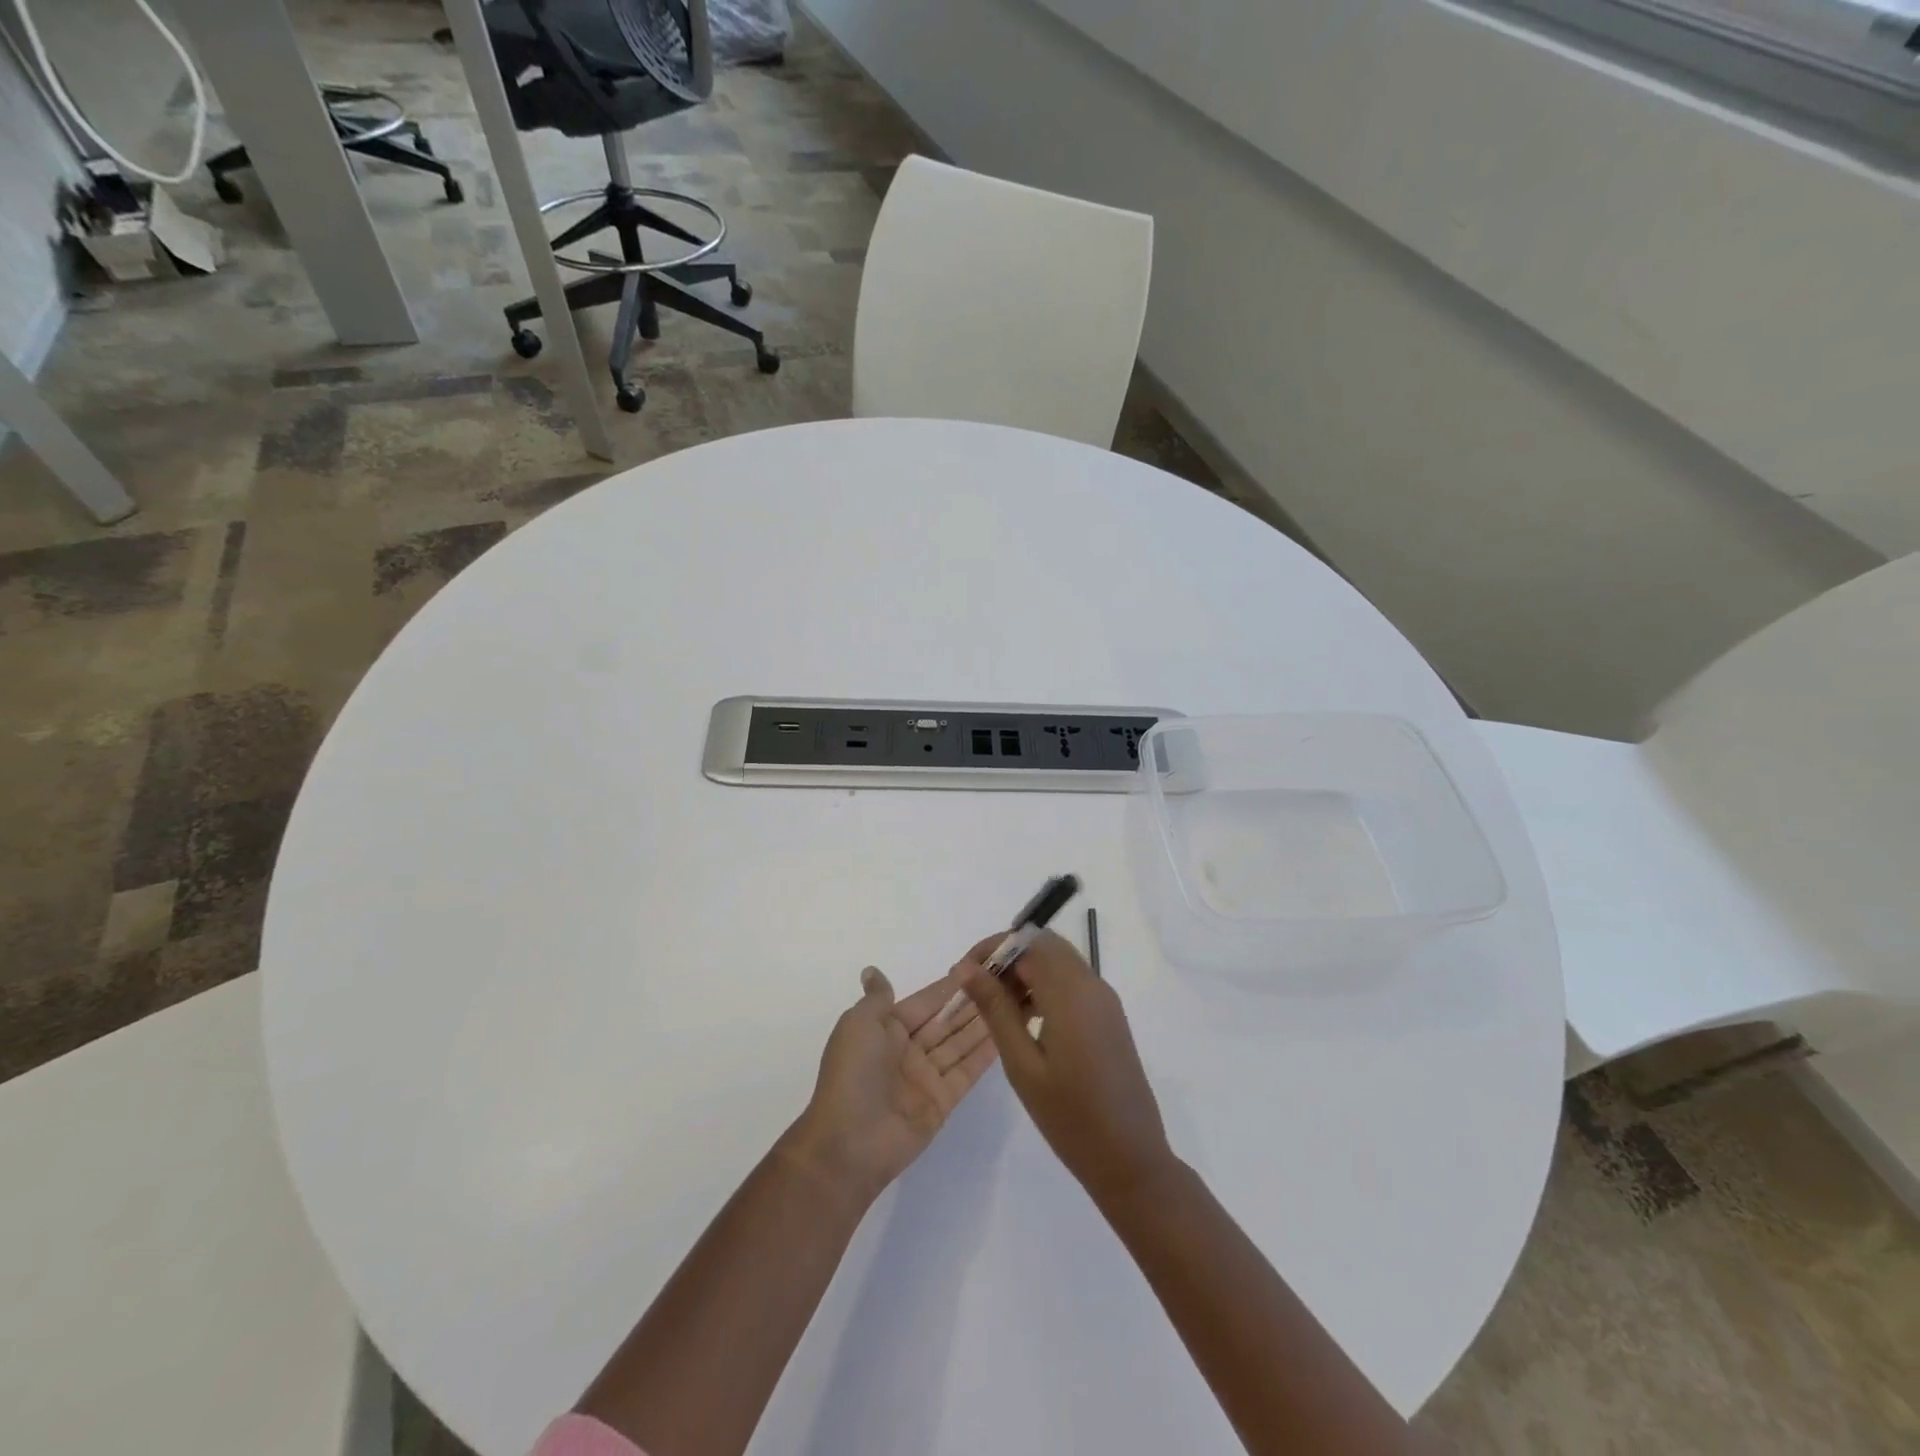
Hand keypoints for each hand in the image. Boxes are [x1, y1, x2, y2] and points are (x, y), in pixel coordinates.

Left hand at [785, 966, 999, 1204]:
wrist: (848, 1143)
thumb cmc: (853, 1073)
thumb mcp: (858, 1024)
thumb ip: (877, 998)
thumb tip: (873, 971)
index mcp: (886, 1029)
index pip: (926, 1001)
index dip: (950, 985)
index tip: (980, 965)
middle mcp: (908, 1050)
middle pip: (946, 1021)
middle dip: (972, 1001)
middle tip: (1006, 981)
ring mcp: (926, 1077)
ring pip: (960, 1043)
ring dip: (984, 1022)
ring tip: (1014, 1000)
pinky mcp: (943, 1101)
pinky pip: (967, 1070)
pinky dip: (986, 1053)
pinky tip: (1008, 1032)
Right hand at [959, 929, 1175, 1204]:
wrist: (1131, 1159)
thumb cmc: (1069, 1116)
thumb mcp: (1022, 1064)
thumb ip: (995, 1009)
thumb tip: (967, 968)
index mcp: (1071, 992)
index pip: (1026, 942)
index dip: (991, 949)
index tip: (964, 974)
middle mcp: (1092, 984)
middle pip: (1044, 945)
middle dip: (1007, 957)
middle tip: (978, 989)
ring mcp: (1105, 1000)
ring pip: (1059, 962)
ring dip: (1026, 972)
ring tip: (996, 1008)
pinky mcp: (1109, 1016)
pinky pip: (1073, 982)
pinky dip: (1045, 987)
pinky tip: (1026, 1020)